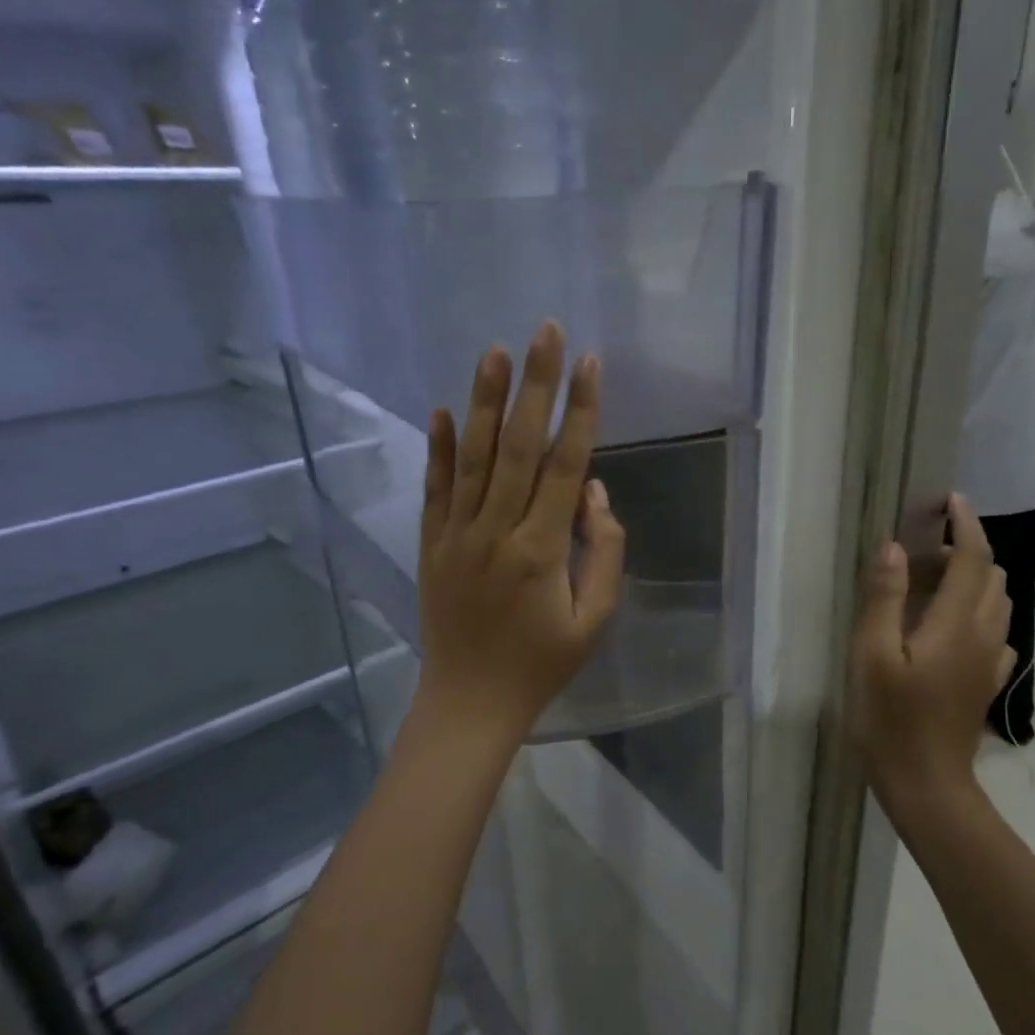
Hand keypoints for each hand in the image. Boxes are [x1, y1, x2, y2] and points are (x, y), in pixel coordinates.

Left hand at [416, 322, 625, 748]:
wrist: (471, 702)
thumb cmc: (543, 664)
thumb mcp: (594, 619)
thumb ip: (602, 552)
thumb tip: (595, 493)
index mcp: (542, 550)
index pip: (566, 467)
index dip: (582, 413)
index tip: (592, 366)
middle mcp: (496, 531)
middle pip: (520, 447)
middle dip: (537, 385)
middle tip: (546, 332)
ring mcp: (457, 536)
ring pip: (474, 458)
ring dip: (487, 403)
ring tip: (496, 352)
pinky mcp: (432, 545)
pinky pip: (435, 489)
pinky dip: (438, 449)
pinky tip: (441, 410)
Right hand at [851, 495, 1015, 813]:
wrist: (926, 783)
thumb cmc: (890, 719)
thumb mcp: (871, 656)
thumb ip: (885, 598)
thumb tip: (895, 547)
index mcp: (955, 623)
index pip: (972, 559)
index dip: (965, 525)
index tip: (951, 500)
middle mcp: (984, 635)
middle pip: (992, 576)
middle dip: (969, 549)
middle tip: (927, 546)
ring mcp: (991, 661)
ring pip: (998, 602)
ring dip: (975, 579)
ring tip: (935, 579)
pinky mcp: (988, 682)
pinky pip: (996, 632)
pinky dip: (980, 612)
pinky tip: (953, 625)